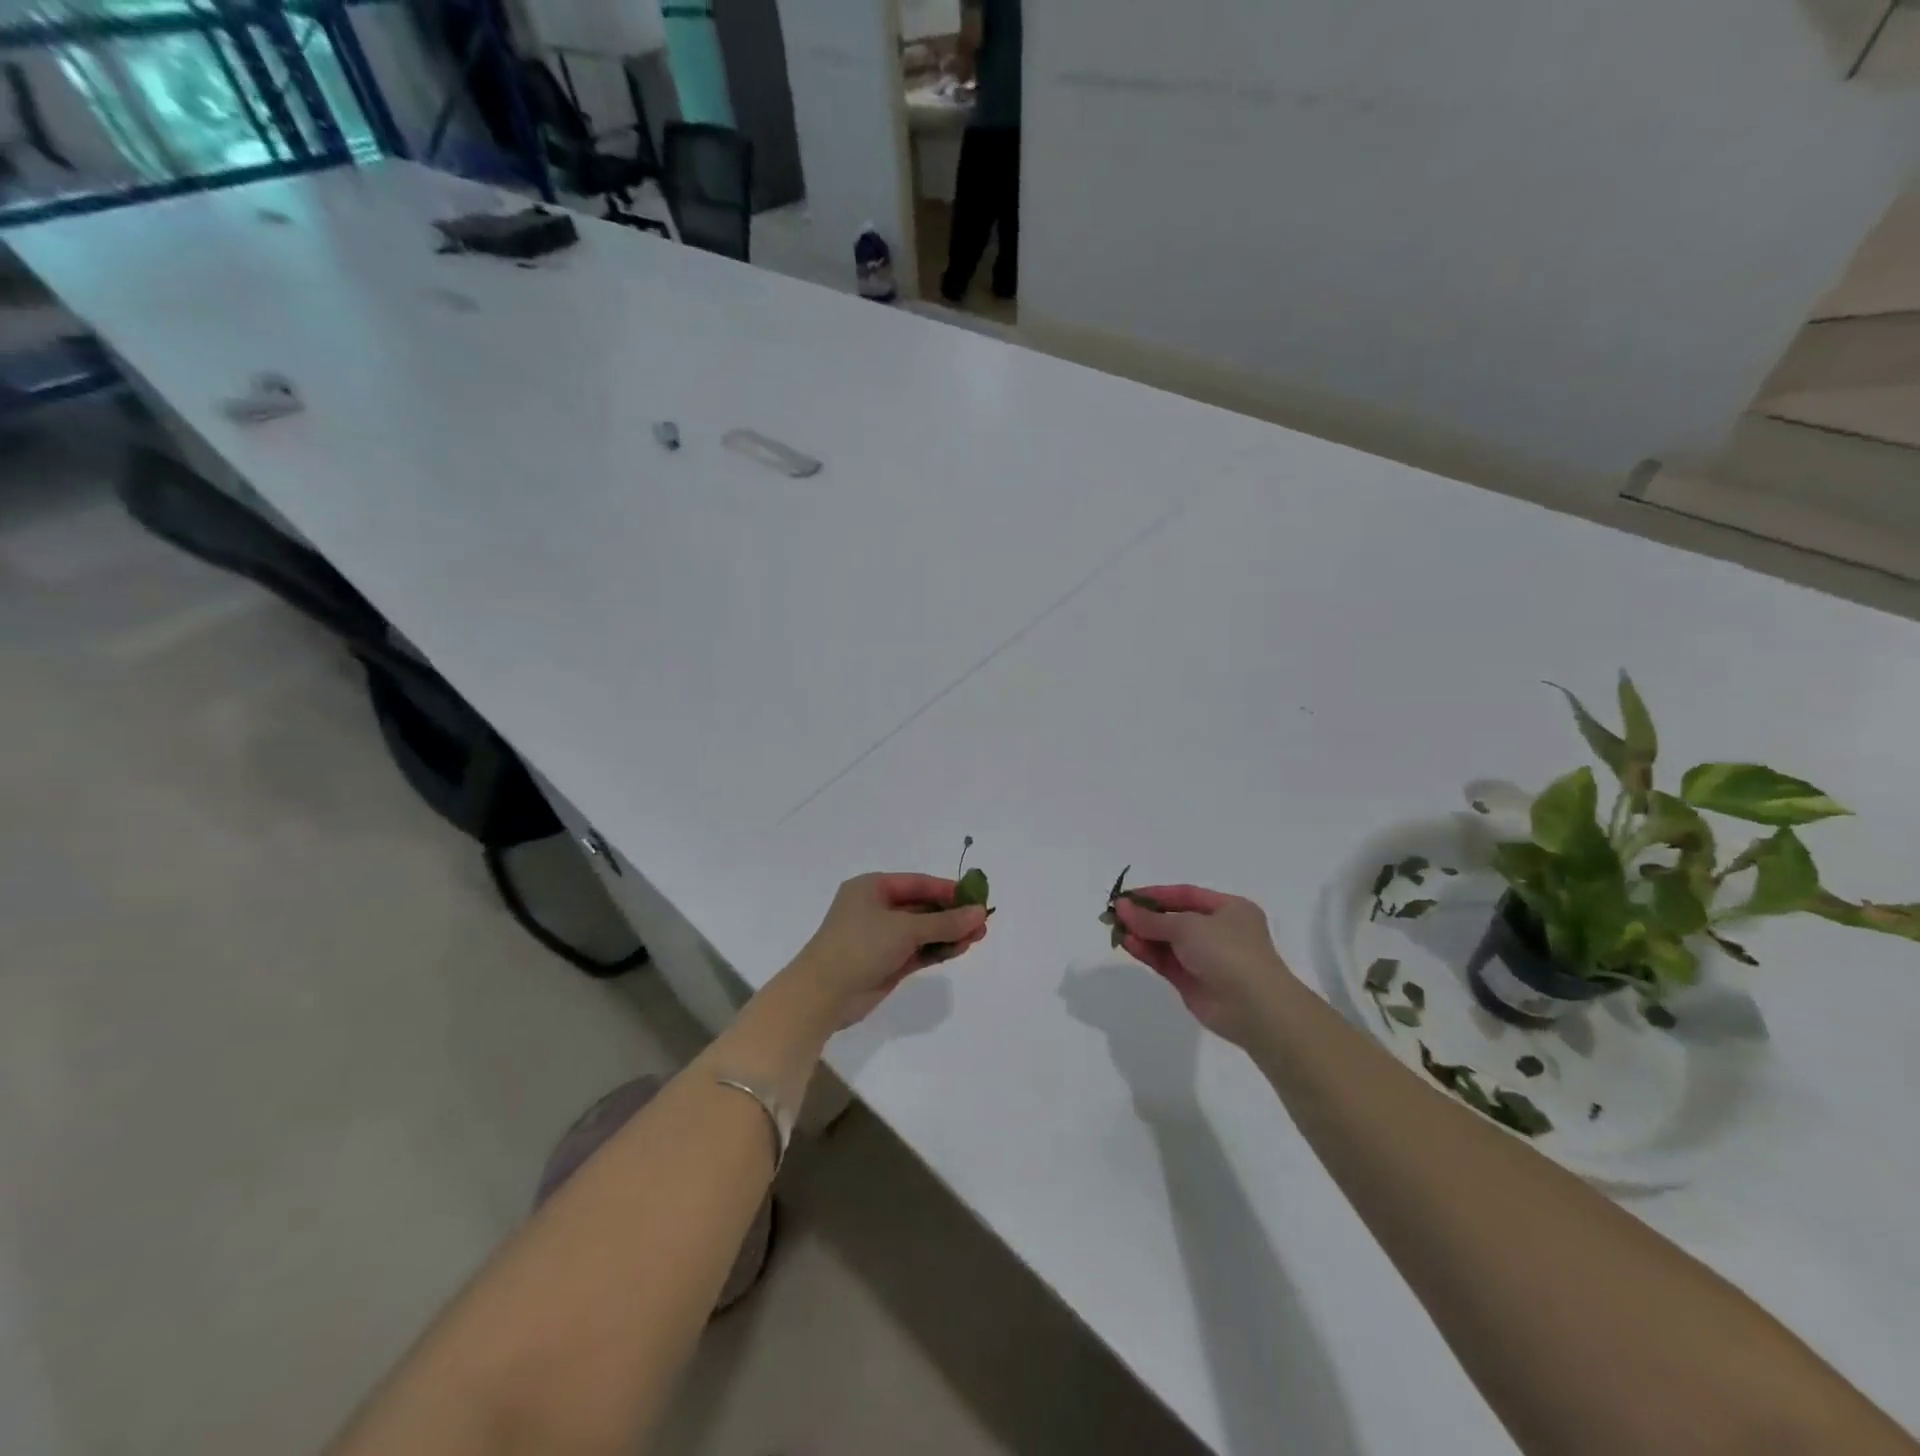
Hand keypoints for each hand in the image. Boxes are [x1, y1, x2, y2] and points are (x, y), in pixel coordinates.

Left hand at [784, 873, 989, 1028]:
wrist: (822, 994)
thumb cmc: (860, 946)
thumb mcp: (905, 929)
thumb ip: (944, 922)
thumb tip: (980, 912)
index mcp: (872, 888)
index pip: (917, 883)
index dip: (947, 889)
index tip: (976, 897)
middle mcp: (876, 909)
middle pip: (922, 907)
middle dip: (952, 914)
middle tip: (983, 921)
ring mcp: (880, 938)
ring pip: (922, 931)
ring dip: (948, 933)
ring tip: (979, 937)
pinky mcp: (886, 963)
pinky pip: (917, 951)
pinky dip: (937, 949)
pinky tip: (961, 949)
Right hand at [1112, 885, 1297, 1048]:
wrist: (1254, 1008)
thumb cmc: (1228, 952)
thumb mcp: (1188, 926)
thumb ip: (1152, 919)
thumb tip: (1121, 906)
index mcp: (1229, 909)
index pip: (1185, 895)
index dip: (1155, 894)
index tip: (1127, 896)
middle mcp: (1218, 931)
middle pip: (1174, 918)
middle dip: (1145, 916)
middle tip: (1115, 913)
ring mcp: (1206, 958)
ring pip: (1167, 941)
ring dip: (1143, 934)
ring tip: (1116, 929)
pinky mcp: (1193, 982)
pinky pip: (1165, 961)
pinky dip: (1147, 952)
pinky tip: (1128, 944)